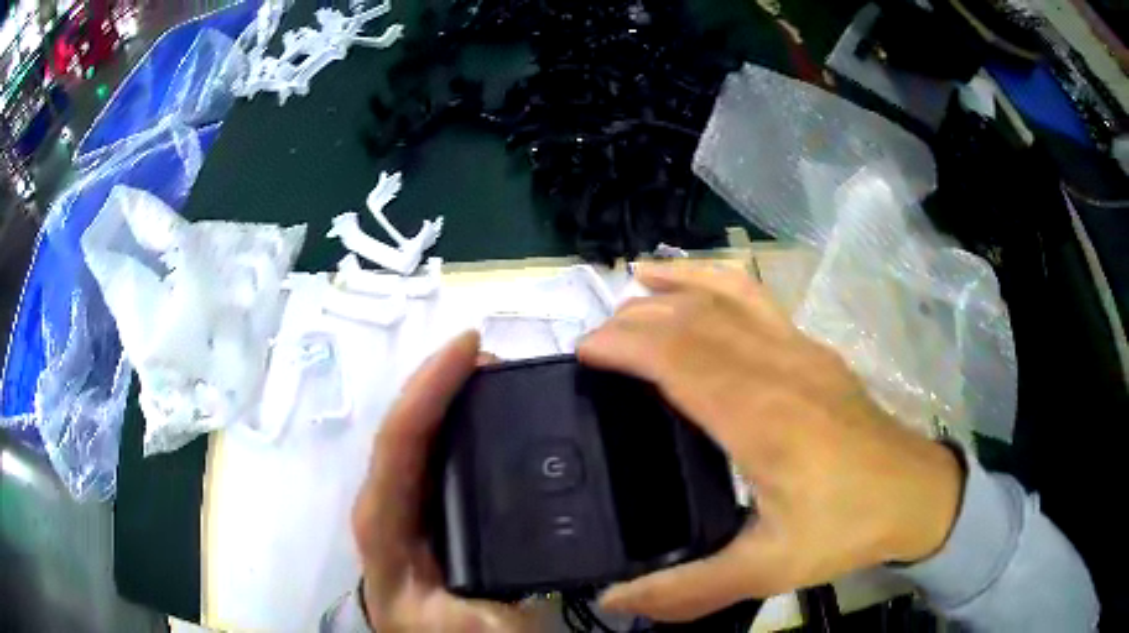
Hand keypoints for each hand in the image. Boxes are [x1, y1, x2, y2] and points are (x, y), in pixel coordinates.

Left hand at [351, 332, 534, 631]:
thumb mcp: (466, 623)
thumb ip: (483, 587)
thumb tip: (526, 527)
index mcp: (384, 526)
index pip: (399, 441)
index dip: (431, 386)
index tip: (472, 345)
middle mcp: (387, 504)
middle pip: (406, 427)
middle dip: (443, 380)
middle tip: (494, 355)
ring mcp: (406, 504)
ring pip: (421, 435)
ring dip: (452, 396)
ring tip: (496, 373)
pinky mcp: (426, 509)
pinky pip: (439, 453)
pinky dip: (462, 423)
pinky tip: (491, 415)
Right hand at [578, 263, 963, 621]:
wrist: (914, 493)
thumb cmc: (844, 527)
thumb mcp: (767, 571)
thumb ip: (688, 589)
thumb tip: (613, 600)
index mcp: (761, 418)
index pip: (679, 357)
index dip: (625, 344)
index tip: (582, 352)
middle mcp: (777, 367)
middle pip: (693, 320)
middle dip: (634, 320)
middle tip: (592, 342)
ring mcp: (799, 349)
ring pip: (726, 295)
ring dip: (675, 286)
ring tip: (631, 283)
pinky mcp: (813, 348)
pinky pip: (757, 297)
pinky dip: (717, 279)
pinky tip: (697, 283)